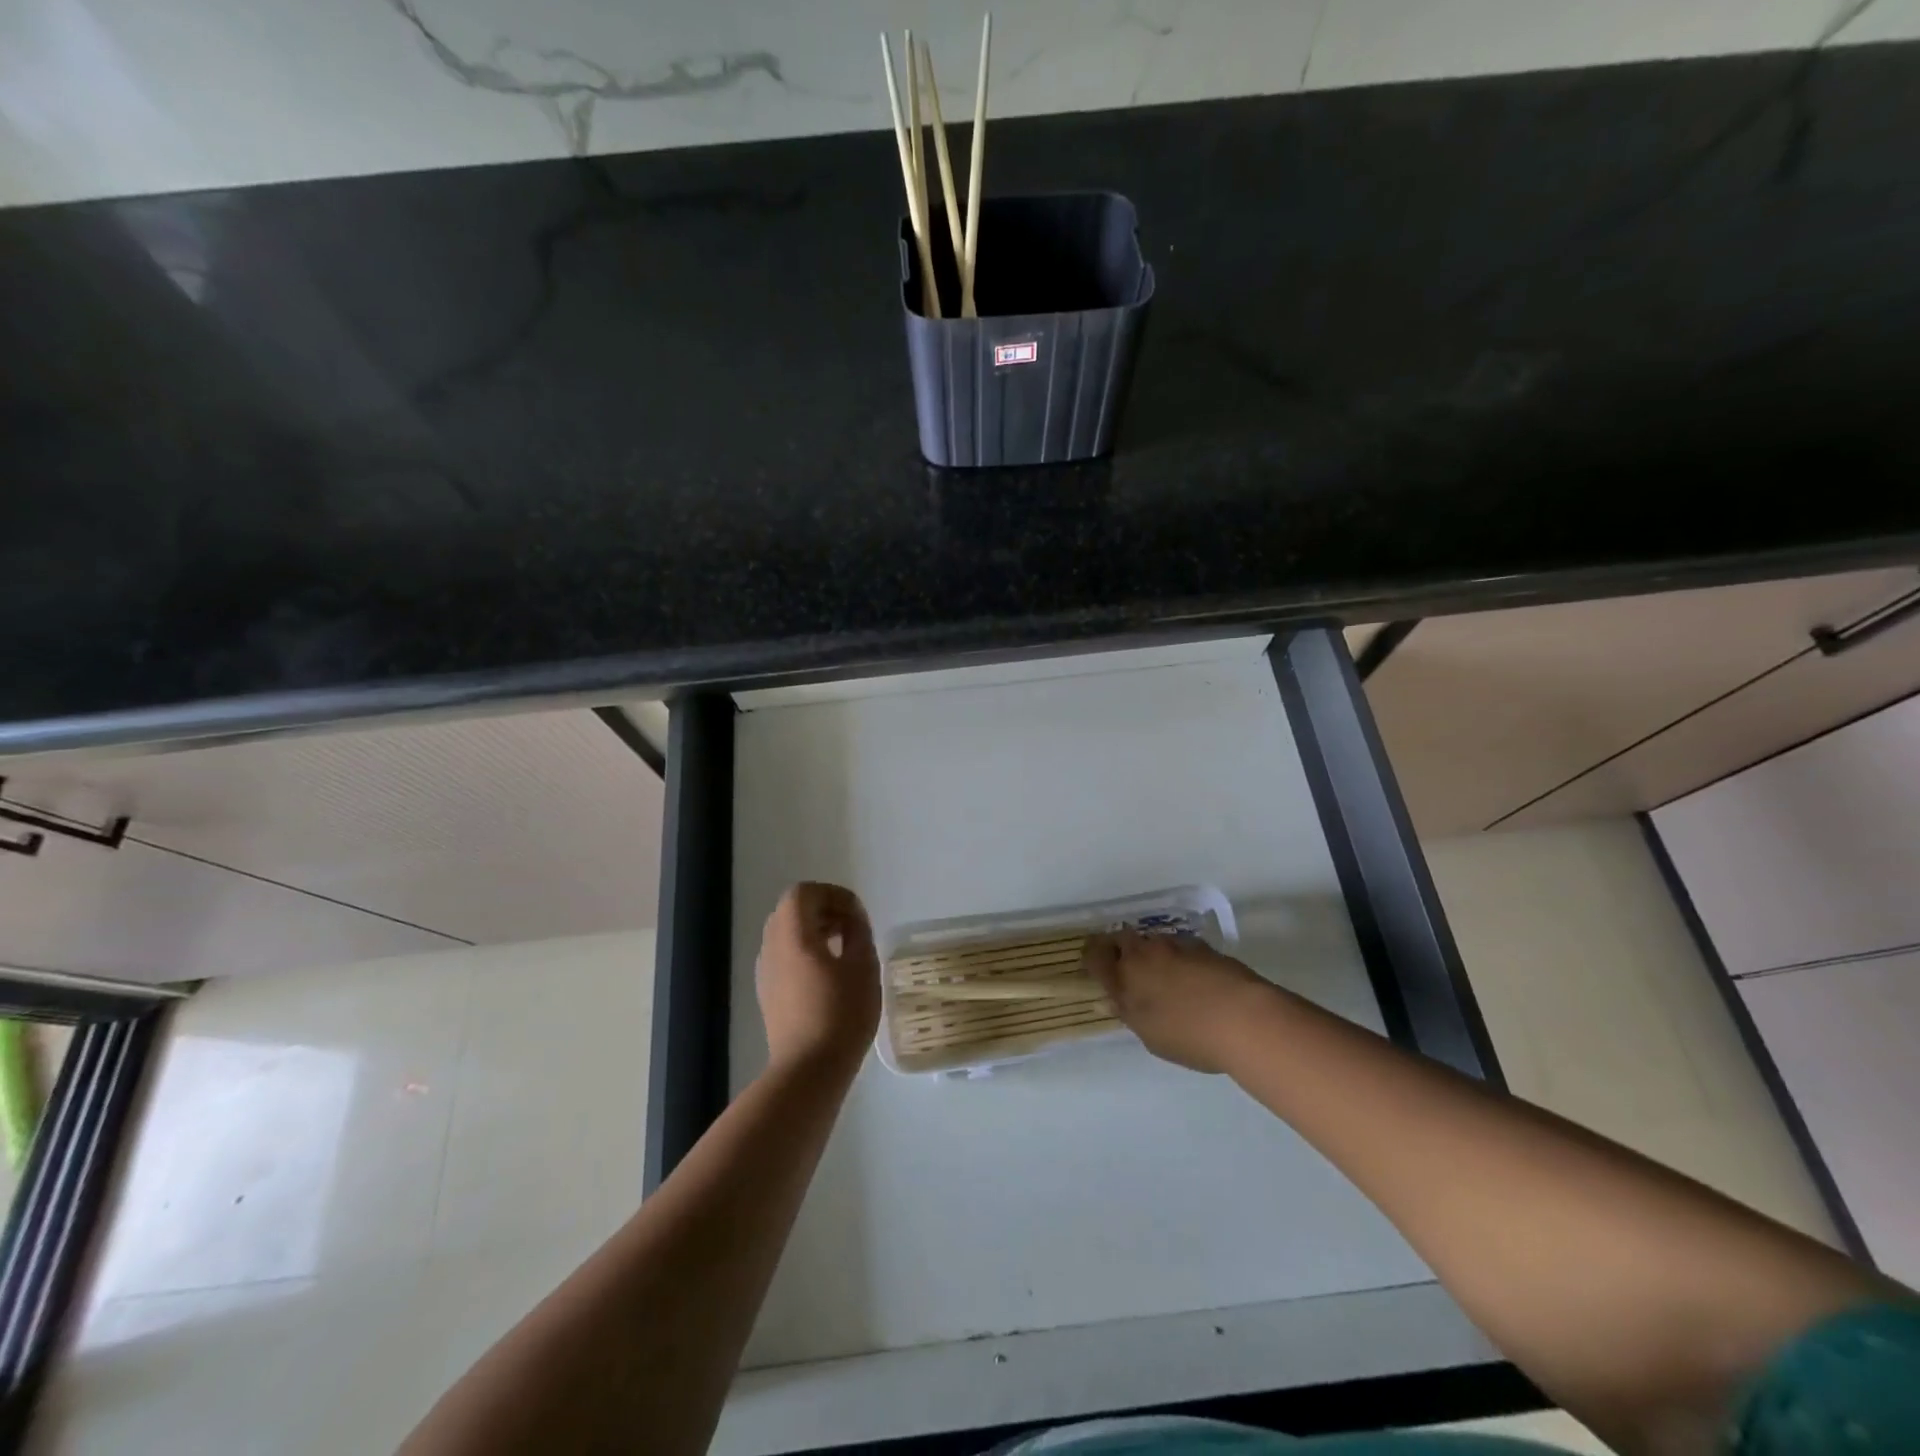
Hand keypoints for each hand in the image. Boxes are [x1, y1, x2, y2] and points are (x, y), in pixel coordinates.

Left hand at [756, 882, 881, 1076]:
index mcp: (792, 934)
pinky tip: (830, 975)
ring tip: (845, 950)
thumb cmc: (841, 1013)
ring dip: (815, 931)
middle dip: (824, 910)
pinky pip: (784, 957)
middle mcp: (771, 947)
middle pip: (792, 911)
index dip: (832, 894)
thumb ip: (858, 932)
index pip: (803, 893)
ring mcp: (766, 972)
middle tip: (852, 927)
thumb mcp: (863, 966)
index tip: (857, 913)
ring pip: (786, 934)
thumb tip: (852, 917)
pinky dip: (806, 952)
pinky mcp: (768, 994)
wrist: (808, 1070)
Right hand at [1084, 930, 1273, 1072]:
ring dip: (1153, 954)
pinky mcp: (1202, 946)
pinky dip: (1180, 958)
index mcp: (1124, 977)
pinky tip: (1194, 979)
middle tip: (1130, 970)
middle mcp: (1144, 954)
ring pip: (1152, 941)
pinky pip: (1180, 947)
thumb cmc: (1190, 1036)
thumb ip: (1132, 1014)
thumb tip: (1118, 1000)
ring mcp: (1174, 946)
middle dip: (1121, 949)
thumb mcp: (1151, 1036)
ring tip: (1167, 978)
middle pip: (1122, 939)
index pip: (1094, 955)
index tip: (1095, 965)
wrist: (1244, 1018)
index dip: (1092, 957)